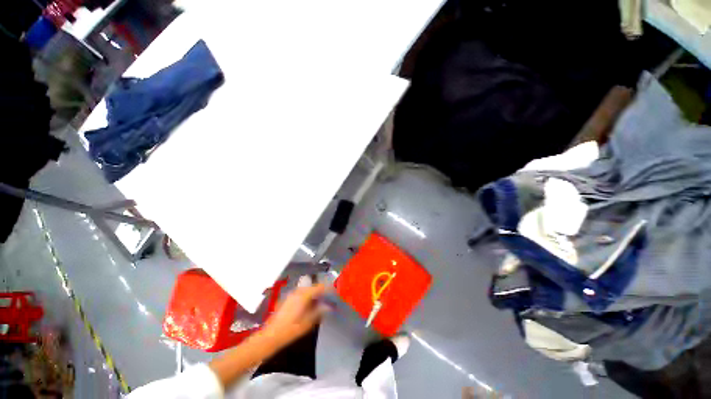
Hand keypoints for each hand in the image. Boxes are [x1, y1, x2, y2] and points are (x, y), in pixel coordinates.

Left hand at [261, 284, 329, 347]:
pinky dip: (308, 296)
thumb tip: (329, 306)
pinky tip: (310, 304)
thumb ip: (319, 311)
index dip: (328, 288)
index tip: (335, 292)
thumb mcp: (308, 322)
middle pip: (313, 286)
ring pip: (307, 289)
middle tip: (329, 297)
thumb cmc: (290, 330)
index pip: (319, 287)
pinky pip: (301, 293)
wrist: (270, 336)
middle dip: (322, 291)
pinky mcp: (288, 299)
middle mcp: (298, 291)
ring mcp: (292, 294)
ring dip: (315, 293)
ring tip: (321, 301)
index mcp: (304, 295)